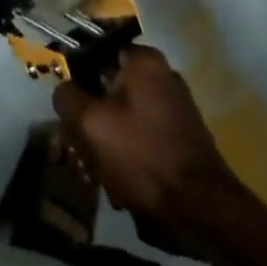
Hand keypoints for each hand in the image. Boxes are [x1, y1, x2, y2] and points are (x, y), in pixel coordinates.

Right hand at [53, 45, 241, 238]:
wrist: (202, 211)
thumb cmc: (143, 155)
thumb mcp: (91, 123)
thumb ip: (67, 97)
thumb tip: (64, 91)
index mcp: (143, 61)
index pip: (95, 54)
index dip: (77, 80)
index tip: (69, 109)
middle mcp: (162, 76)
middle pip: (108, 89)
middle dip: (92, 122)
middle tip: (82, 151)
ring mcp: (175, 108)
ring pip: (123, 118)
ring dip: (107, 146)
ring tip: (101, 176)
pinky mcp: (181, 140)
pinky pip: (142, 139)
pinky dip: (129, 159)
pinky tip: (122, 187)